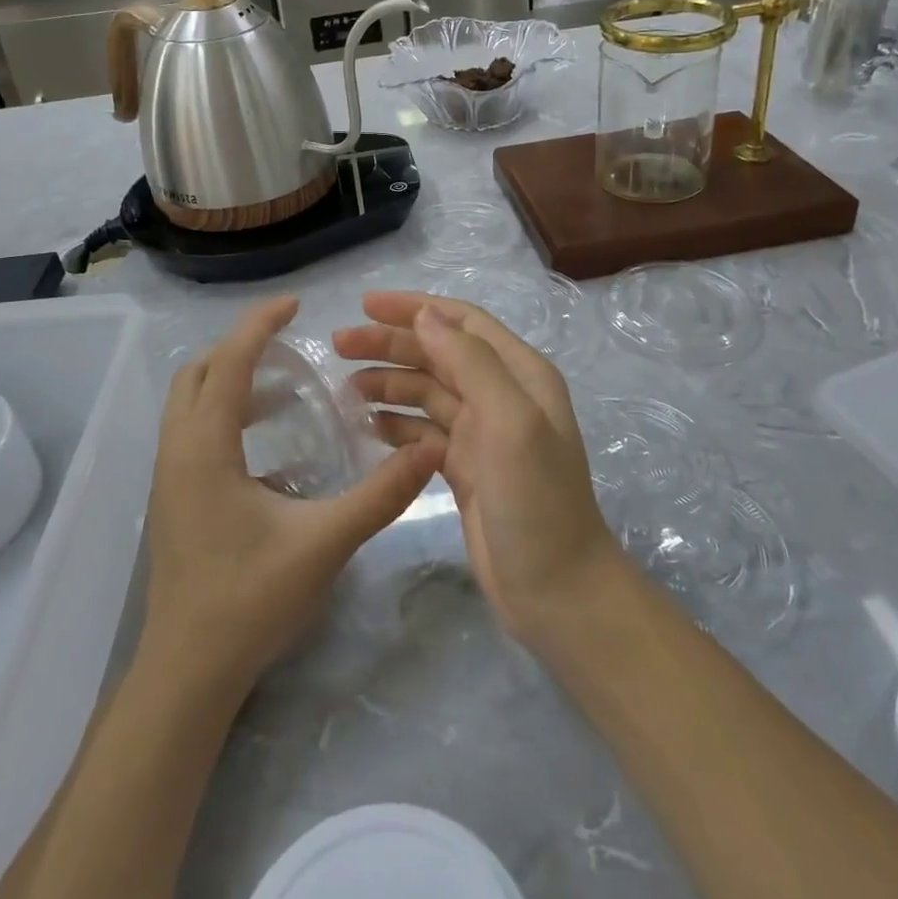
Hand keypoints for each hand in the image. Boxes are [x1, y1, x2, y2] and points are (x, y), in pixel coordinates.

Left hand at [142, 296, 445, 692]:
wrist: (187, 676)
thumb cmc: (249, 603)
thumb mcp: (323, 544)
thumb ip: (380, 495)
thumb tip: (428, 450)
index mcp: (205, 449)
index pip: (228, 363)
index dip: (259, 326)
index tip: (296, 303)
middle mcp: (177, 452)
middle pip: (198, 374)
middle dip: (240, 348)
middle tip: (291, 347)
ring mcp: (168, 477)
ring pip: (190, 404)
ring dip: (231, 382)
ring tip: (284, 389)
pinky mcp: (173, 499)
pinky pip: (193, 433)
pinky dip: (225, 415)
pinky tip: (269, 445)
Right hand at [335, 292, 621, 647]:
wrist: (557, 593)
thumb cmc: (536, 501)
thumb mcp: (510, 422)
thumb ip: (471, 362)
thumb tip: (426, 314)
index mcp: (520, 374)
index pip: (462, 322)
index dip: (414, 308)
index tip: (365, 305)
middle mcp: (502, 395)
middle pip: (439, 353)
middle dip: (391, 344)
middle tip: (339, 345)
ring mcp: (483, 433)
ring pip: (427, 391)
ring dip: (389, 382)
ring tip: (346, 387)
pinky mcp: (465, 467)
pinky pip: (423, 430)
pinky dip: (396, 422)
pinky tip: (367, 425)